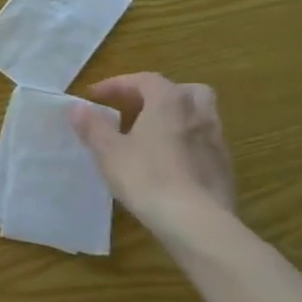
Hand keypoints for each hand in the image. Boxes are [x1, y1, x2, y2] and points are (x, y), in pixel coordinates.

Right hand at [70, 72, 236, 230]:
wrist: (196, 221)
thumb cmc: (147, 177)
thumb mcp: (109, 151)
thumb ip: (93, 126)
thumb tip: (77, 107)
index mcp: (169, 101)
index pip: (144, 80)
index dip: (117, 84)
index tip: (95, 96)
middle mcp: (198, 113)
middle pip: (181, 90)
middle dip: (157, 95)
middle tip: (135, 109)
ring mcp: (216, 140)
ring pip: (198, 115)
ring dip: (175, 118)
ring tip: (152, 136)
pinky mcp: (224, 167)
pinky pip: (203, 142)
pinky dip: (186, 143)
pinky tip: (170, 163)